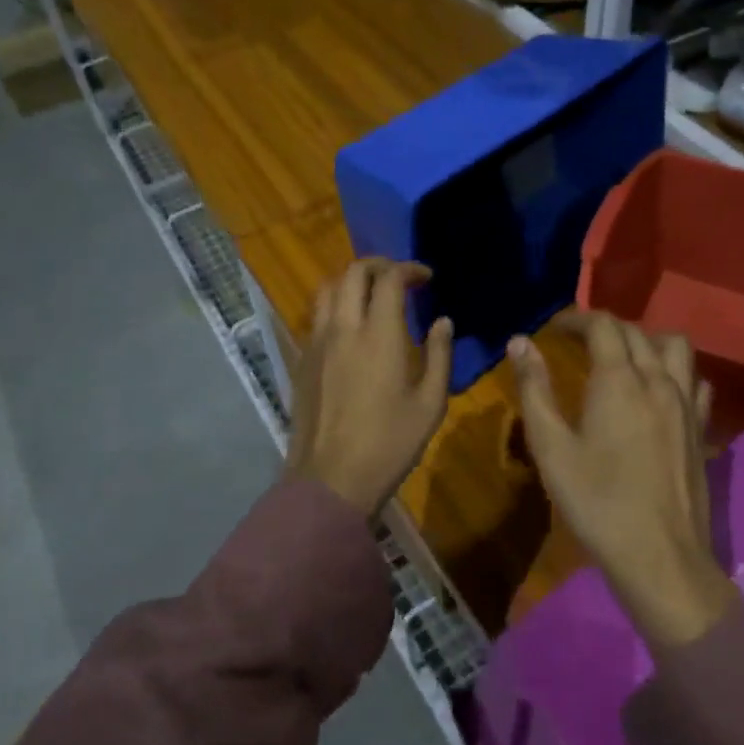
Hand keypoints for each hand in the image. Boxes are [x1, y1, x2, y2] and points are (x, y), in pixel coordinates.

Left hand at [287, 259, 453, 517]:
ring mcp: (316, 342)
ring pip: (327, 289)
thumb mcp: (430, 404)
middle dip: (379, 265)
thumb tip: (442, 322)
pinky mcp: (302, 360)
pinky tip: (350, 327)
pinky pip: (316, 316)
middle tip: (400, 277)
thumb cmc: (389, 443)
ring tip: (372, 294)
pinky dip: (335, 305)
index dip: (409, 269)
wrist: (331, 479)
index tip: (426, 277)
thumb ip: (439, 355)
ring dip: (351, 281)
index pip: (390, 279)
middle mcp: (343, 328)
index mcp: (379, 335)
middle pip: (353, 272)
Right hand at [509, 315, 738, 648]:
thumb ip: (535, 389)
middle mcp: (659, 381)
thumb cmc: (597, 502)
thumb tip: (520, 342)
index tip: (553, 327)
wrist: (660, 557)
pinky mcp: (701, 429)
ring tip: (621, 358)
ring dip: (646, 340)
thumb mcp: (551, 448)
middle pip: (636, 332)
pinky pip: (695, 380)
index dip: (576, 318)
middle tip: (576, 342)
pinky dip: (675, 372)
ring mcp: (687, 405)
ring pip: (675, 348)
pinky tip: (659, 391)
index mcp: (620, 381)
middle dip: (604, 328)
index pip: (603, 325)